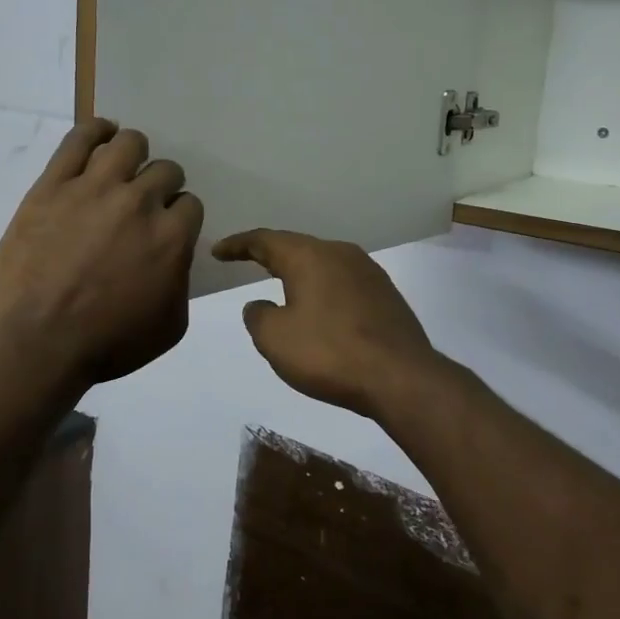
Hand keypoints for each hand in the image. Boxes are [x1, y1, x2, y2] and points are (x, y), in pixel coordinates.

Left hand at [0, 119, 203, 389]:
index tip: (165, 227)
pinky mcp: (54, 184)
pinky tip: (102, 133)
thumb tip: (176, 255)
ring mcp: (94, 187)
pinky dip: (96, 130)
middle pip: (164, 171)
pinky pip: (80, 138)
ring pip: (128, 144)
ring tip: (124, 166)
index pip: (189, 203)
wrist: (39, 342)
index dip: (178, 215)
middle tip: (143, 205)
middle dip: (160, 186)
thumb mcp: (170, 325)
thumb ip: (182, 280)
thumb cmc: (108, 342)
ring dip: (134, 154)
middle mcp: (138, 202)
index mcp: (171, 235)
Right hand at [211, 229, 446, 418]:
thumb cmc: (329, 353)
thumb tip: (260, 304)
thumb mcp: (274, 338)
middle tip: (246, 260)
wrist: (401, 378)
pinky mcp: (386, 294)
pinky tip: (319, 307)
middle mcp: (340, 253)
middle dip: (270, 254)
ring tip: (281, 282)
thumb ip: (258, 315)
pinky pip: (343, 282)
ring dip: (299, 272)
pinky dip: (323, 288)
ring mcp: (368, 272)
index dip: (237, 244)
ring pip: (323, 263)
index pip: (264, 240)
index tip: (218, 251)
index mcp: (309, 256)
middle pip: (297, 246)